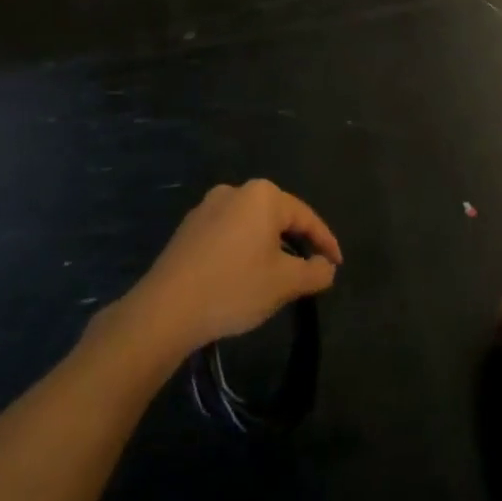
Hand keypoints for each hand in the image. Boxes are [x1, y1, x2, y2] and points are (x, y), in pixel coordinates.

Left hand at [133, 180, 341, 353]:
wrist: (165, 309)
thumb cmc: (234, 288)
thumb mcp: (285, 284)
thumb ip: (315, 272)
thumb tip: (326, 267)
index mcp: (263, 196)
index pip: (306, 217)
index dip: (325, 242)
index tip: (337, 265)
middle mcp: (236, 191)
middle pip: (278, 216)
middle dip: (297, 242)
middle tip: (311, 268)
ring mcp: (207, 207)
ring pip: (252, 225)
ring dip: (269, 246)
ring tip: (279, 274)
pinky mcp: (188, 228)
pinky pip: (228, 233)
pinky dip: (244, 249)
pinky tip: (244, 274)